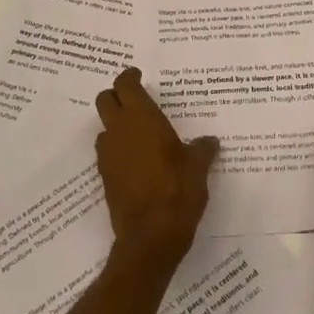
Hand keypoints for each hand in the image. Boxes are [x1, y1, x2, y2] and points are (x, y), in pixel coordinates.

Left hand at [94, 68, 216, 271]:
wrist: (150, 238)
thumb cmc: (177, 192)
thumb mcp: (198, 168)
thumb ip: (201, 149)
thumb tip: (208, 141)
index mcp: (142, 118)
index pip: (125, 85)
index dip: (130, 77)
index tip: (139, 76)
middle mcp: (119, 131)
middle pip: (105, 100)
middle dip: (117, 96)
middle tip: (134, 100)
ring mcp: (108, 155)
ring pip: (104, 127)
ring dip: (115, 125)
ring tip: (138, 134)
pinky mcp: (105, 178)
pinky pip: (108, 153)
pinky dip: (117, 150)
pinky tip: (136, 162)